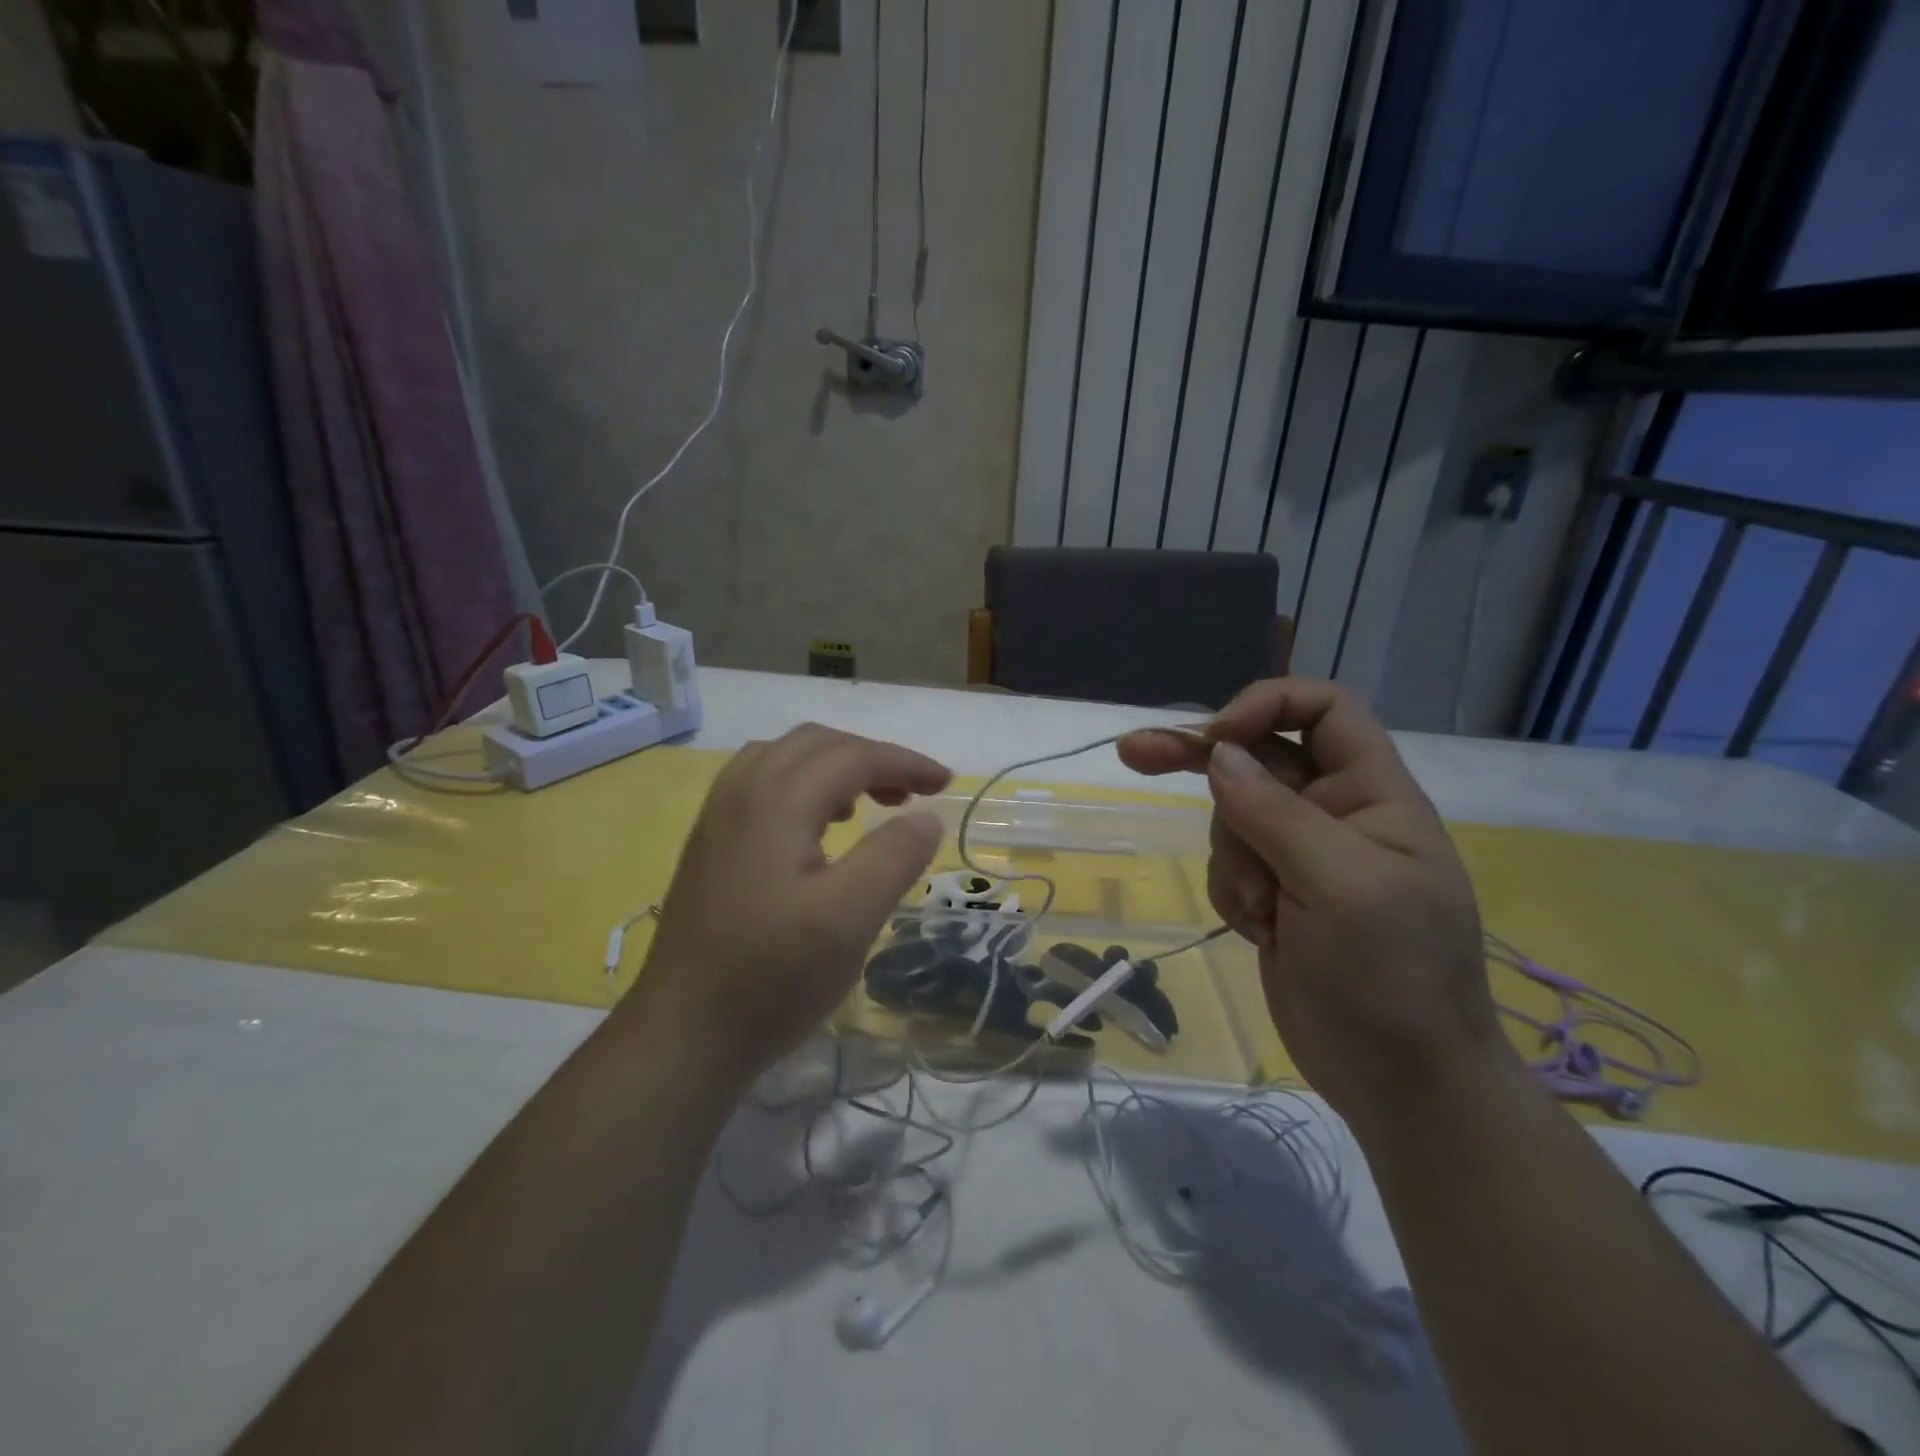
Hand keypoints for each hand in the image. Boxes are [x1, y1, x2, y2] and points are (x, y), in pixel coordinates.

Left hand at [628, 724, 951, 1085]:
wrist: (682, 1035)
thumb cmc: (772, 977)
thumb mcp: (849, 919)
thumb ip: (894, 857)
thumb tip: (927, 816)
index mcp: (776, 801)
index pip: (852, 756)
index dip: (905, 762)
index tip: (946, 783)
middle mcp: (741, 792)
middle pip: (816, 743)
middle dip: (871, 757)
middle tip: (911, 795)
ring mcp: (717, 817)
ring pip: (784, 757)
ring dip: (834, 765)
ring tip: (866, 804)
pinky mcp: (709, 844)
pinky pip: (760, 783)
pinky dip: (801, 783)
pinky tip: (816, 828)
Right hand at [1119, 679, 1502, 1128]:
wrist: (1400, 1083)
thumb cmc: (1390, 975)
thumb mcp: (1339, 884)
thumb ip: (1274, 812)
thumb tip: (1219, 753)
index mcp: (1373, 794)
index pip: (1324, 710)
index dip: (1267, 705)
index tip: (1216, 739)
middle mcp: (1336, 813)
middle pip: (1259, 757)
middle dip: (1202, 760)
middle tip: (1133, 753)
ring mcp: (1302, 857)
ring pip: (1234, 817)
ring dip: (1233, 859)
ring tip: (1264, 912)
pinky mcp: (1276, 895)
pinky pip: (1228, 864)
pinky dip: (1231, 892)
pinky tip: (1260, 931)